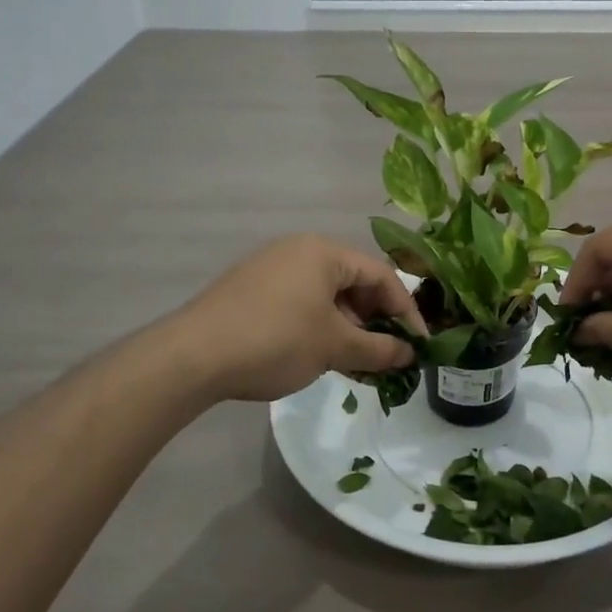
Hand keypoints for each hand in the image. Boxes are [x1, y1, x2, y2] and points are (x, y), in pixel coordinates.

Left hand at [174, 235, 427, 401]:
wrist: (192, 356)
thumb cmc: (275, 340)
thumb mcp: (334, 347)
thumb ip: (378, 349)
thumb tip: (409, 354)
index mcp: (323, 252)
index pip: (381, 275)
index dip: (406, 311)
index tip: (419, 344)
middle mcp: (299, 250)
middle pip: (353, 282)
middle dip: (375, 320)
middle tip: (387, 354)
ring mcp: (271, 268)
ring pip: (326, 295)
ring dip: (348, 326)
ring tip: (356, 361)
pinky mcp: (251, 289)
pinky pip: (300, 302)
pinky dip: (319, 326)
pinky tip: (320, 355)